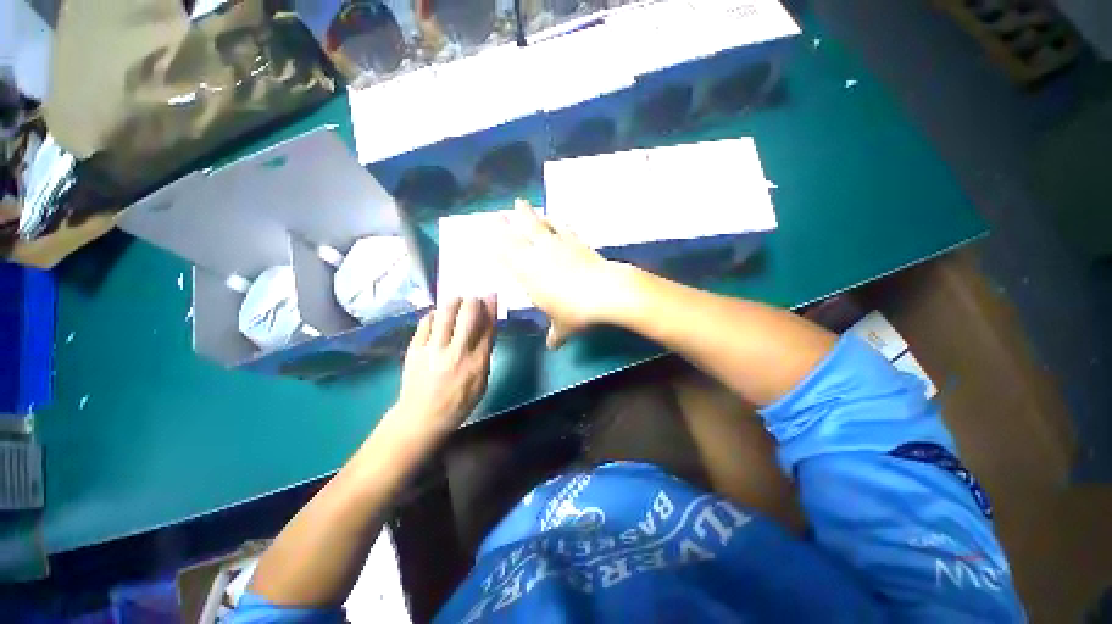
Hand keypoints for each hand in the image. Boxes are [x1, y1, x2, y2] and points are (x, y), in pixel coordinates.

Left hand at [395, 297, 496, 434]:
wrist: (422, 415)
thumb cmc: (456, 404)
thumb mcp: (480, 385)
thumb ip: (483, 356)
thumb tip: (487, 329)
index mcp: (476, 364)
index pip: (487, 327)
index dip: (490, 308)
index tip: (491, 296)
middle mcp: (456, 353)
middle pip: (468, 313)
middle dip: (472, 301)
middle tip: (472, 300)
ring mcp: (433, 349)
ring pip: (446, 312)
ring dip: (453, 302)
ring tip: (455, 303)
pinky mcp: (415, 347)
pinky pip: (426, 321)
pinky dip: (435, 315)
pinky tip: (437, 317)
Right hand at [499, 199, 639, 348]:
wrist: (604, 291)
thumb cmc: (575, 311)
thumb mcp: (563, 326)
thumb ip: (555, 333)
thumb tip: (552, 346)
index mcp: (527, 274)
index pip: (505, 256)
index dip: (495, 246)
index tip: (486, 236)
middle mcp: (537, 254)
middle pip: (517, 234)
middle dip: (505, 223)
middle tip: (497, 213)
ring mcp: (557, 244)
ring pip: (538, 224)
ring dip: (528, 213)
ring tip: (520, 203)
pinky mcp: (575, 240)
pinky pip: (562, 226)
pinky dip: (555, 220)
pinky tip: (553, 216)